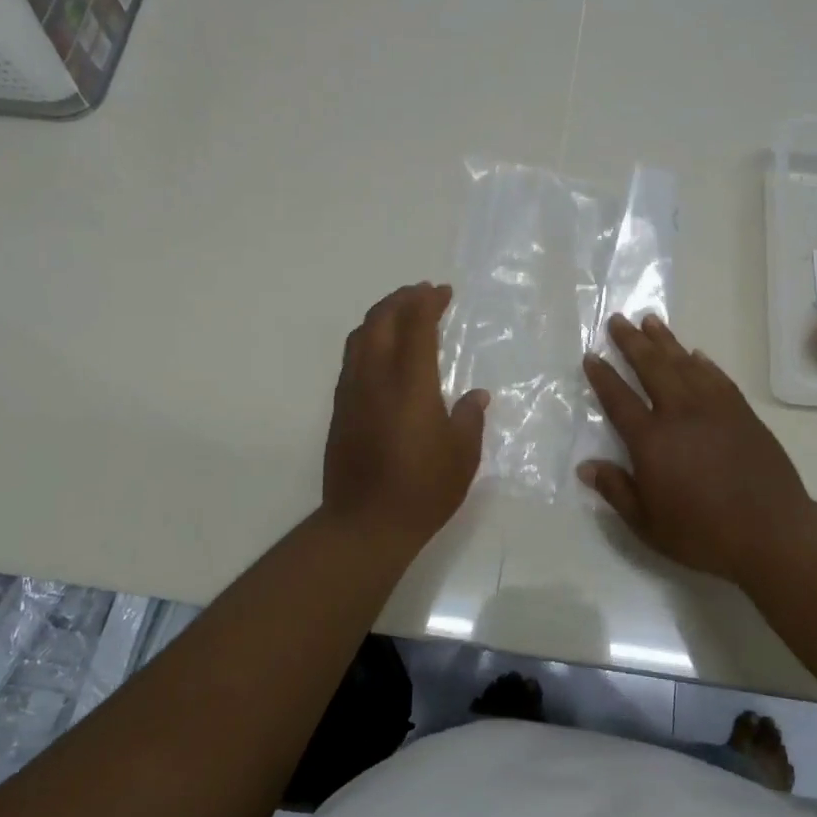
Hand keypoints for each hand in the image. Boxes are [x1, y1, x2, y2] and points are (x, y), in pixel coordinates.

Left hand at [324, 283, 488, 543]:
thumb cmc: (423, 490)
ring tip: (400, 313)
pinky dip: (368, 340)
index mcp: (410, 385)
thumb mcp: (462, 455)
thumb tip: (476, 395)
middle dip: (401, 299)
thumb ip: (469, 417)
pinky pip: (352, 359)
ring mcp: (352, 393)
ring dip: (380, 316)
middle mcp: (375, 379)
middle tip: (421, 293)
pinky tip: (382, 351)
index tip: (443, 292)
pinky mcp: (340, 409)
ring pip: (359, 337)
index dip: (428, 303)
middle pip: (380, 321)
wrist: (365, 524)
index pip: (416, 327)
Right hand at [579, 315, 812, 584]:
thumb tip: (586, 466)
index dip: (602, 376)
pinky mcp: (742, 413)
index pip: (618, 399)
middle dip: (631, 342)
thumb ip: (616, 490)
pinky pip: (717, 378)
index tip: (591, 356)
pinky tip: (695, 354)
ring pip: (684, 364)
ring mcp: (714, 408)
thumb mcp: (647, 524)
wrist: (772, 532)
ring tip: (650, 320)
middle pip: (651, 367)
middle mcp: (680, 413)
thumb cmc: (702, 533)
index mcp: (651, 440)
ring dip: (665, 341)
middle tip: (617, 320)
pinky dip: (702, 363)